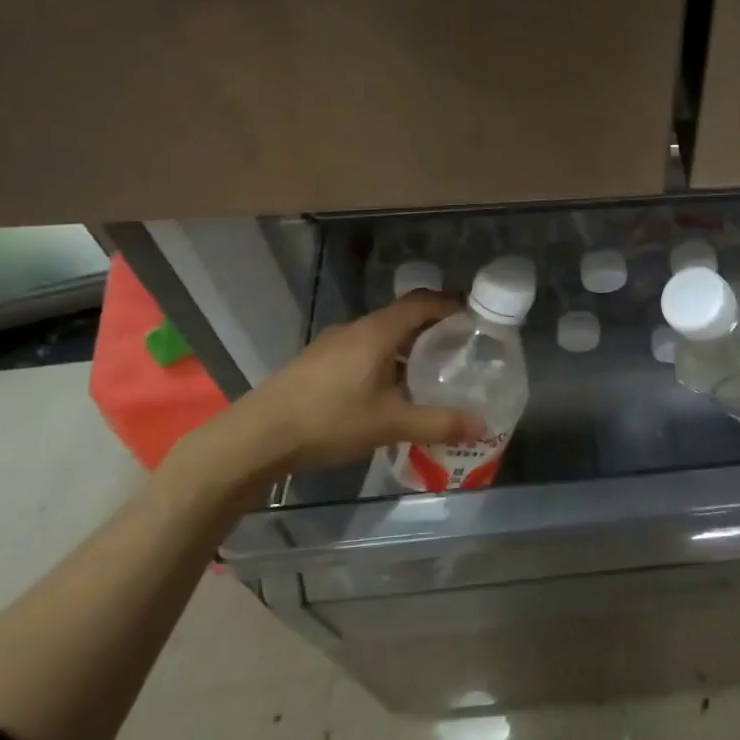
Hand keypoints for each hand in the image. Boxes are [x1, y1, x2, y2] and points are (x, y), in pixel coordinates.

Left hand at [163, 292, 485, 503]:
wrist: (257, 437)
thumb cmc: (330, 420)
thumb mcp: (391, 424)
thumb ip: (439, 423)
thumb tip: (482, 425)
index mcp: (377, 332)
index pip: (422, 302)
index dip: (451, 306)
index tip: (475, 320)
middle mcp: (355, 329)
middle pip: (402, 318)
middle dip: (432, 331)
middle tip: (459, 352)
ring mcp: (331, 344)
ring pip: (380, 336)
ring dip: (405, 349)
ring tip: (427, 375)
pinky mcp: (316, 362)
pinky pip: (361, 351)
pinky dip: (383, 361)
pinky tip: (387, 393)